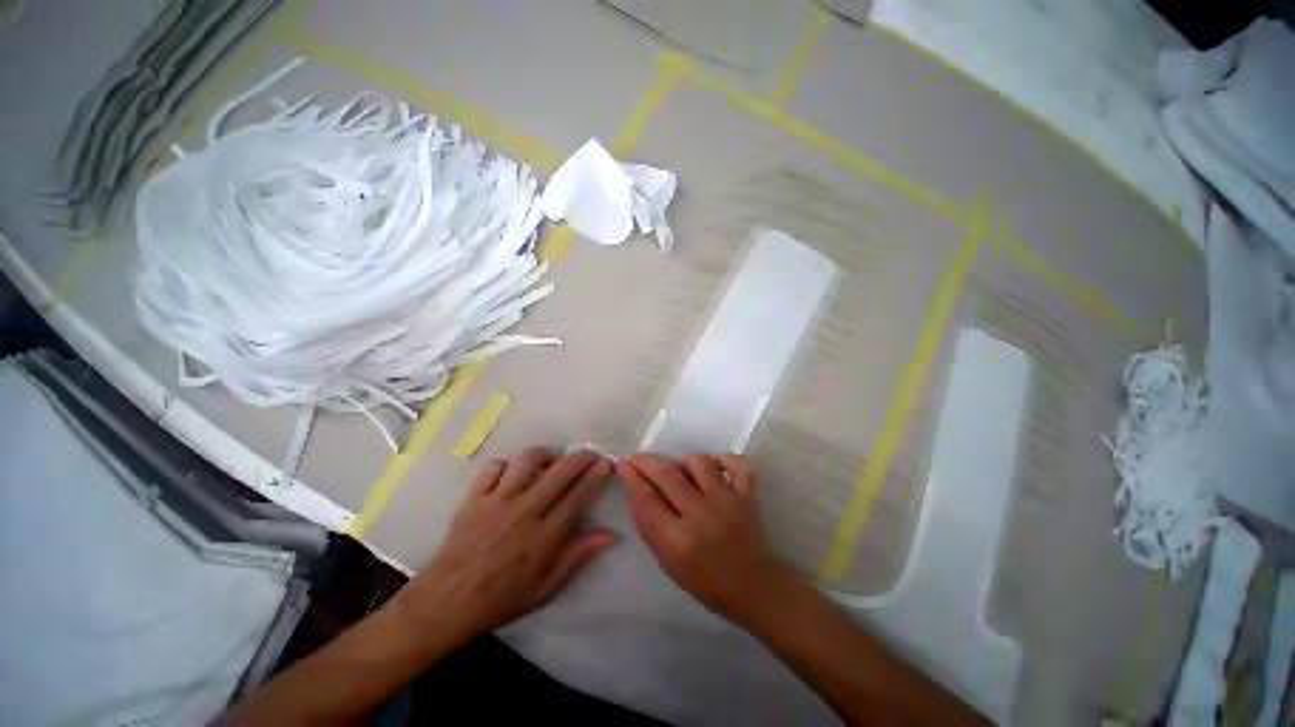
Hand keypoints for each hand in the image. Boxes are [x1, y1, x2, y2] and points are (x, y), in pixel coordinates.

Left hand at [402, 448, 615, 639]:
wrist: (444, 604)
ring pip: (527, 460)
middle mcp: (523, 512)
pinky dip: (508, 464)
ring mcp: (496, 501)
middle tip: (591, 454)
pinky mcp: (474, 498)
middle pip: (560, 472)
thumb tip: (611, 534)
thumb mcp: (546, 588)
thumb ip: (578, 555)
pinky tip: (514, 472)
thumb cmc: (500, 599)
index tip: (607, 464)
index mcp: (543, 537)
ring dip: (546, 454)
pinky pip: (494, 467)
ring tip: (552, 460)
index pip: (578, 496)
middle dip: (581, 457)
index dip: (596, 475)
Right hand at [618, 452, 793, 623]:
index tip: (624, 464)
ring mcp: (728, 502)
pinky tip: (715, 466)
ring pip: (700, 462)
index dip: (632, 477)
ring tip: (681, 472)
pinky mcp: (748, 496)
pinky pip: (737, 464)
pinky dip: (725, 459)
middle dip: (647, 461)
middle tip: (637, 457)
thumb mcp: (667, 561)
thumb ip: (649, 524)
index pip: (647, 499)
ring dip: (683, 462)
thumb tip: (635, 487)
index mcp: (677, 541)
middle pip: (668, 474)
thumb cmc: (704, 580)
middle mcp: (701, 516)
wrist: (753, 587)